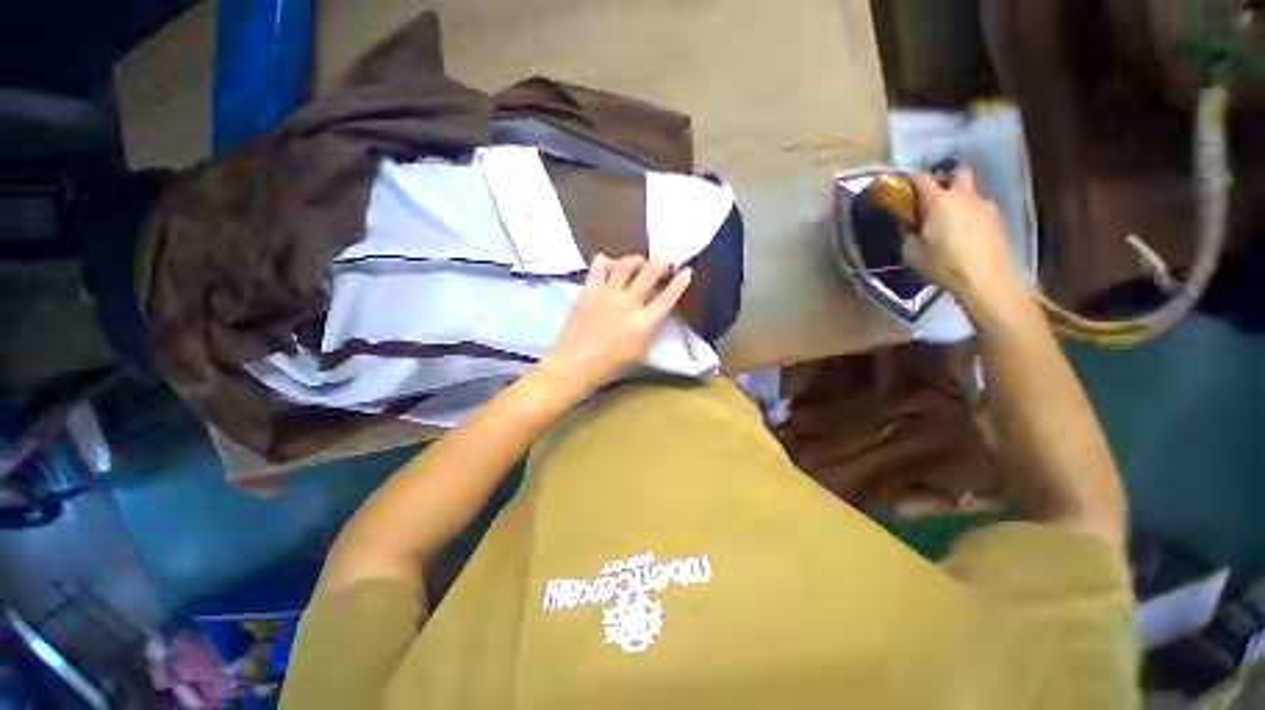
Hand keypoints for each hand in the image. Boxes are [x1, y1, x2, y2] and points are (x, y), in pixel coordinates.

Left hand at [541, 254, 692, 392]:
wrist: (576, 363)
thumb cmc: (611, 365)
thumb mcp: (641, 353)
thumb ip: (650, 331)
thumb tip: (653, 316)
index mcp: (644, 322)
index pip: (668, 298)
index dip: (680, 283)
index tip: (687, 271)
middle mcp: (629, 303)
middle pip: (649, 273)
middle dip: (659, 264)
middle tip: (662, 263)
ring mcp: (608, 294)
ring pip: (626, 265)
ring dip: (635, 260)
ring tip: (638, 262)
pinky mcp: (590, 290)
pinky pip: (598, 266)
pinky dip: (606, 261)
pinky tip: (609, 264)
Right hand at [904, 169, 1023, 312]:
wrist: (984, 278)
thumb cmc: (942, 264)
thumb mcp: (911, 252)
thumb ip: (909, 233)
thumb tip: (910, 225)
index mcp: (938, 201)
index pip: (921, 178)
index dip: (910, 179)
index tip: (902, 186)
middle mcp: (963, 196)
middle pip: (957, 172)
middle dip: (945, 179)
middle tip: (934, 198)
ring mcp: (984, 205)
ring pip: (969, 193)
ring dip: (958, 201)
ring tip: (948, 224)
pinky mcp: (997, 219)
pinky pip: (979, 209)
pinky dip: (969, 216)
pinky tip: (964, 235)